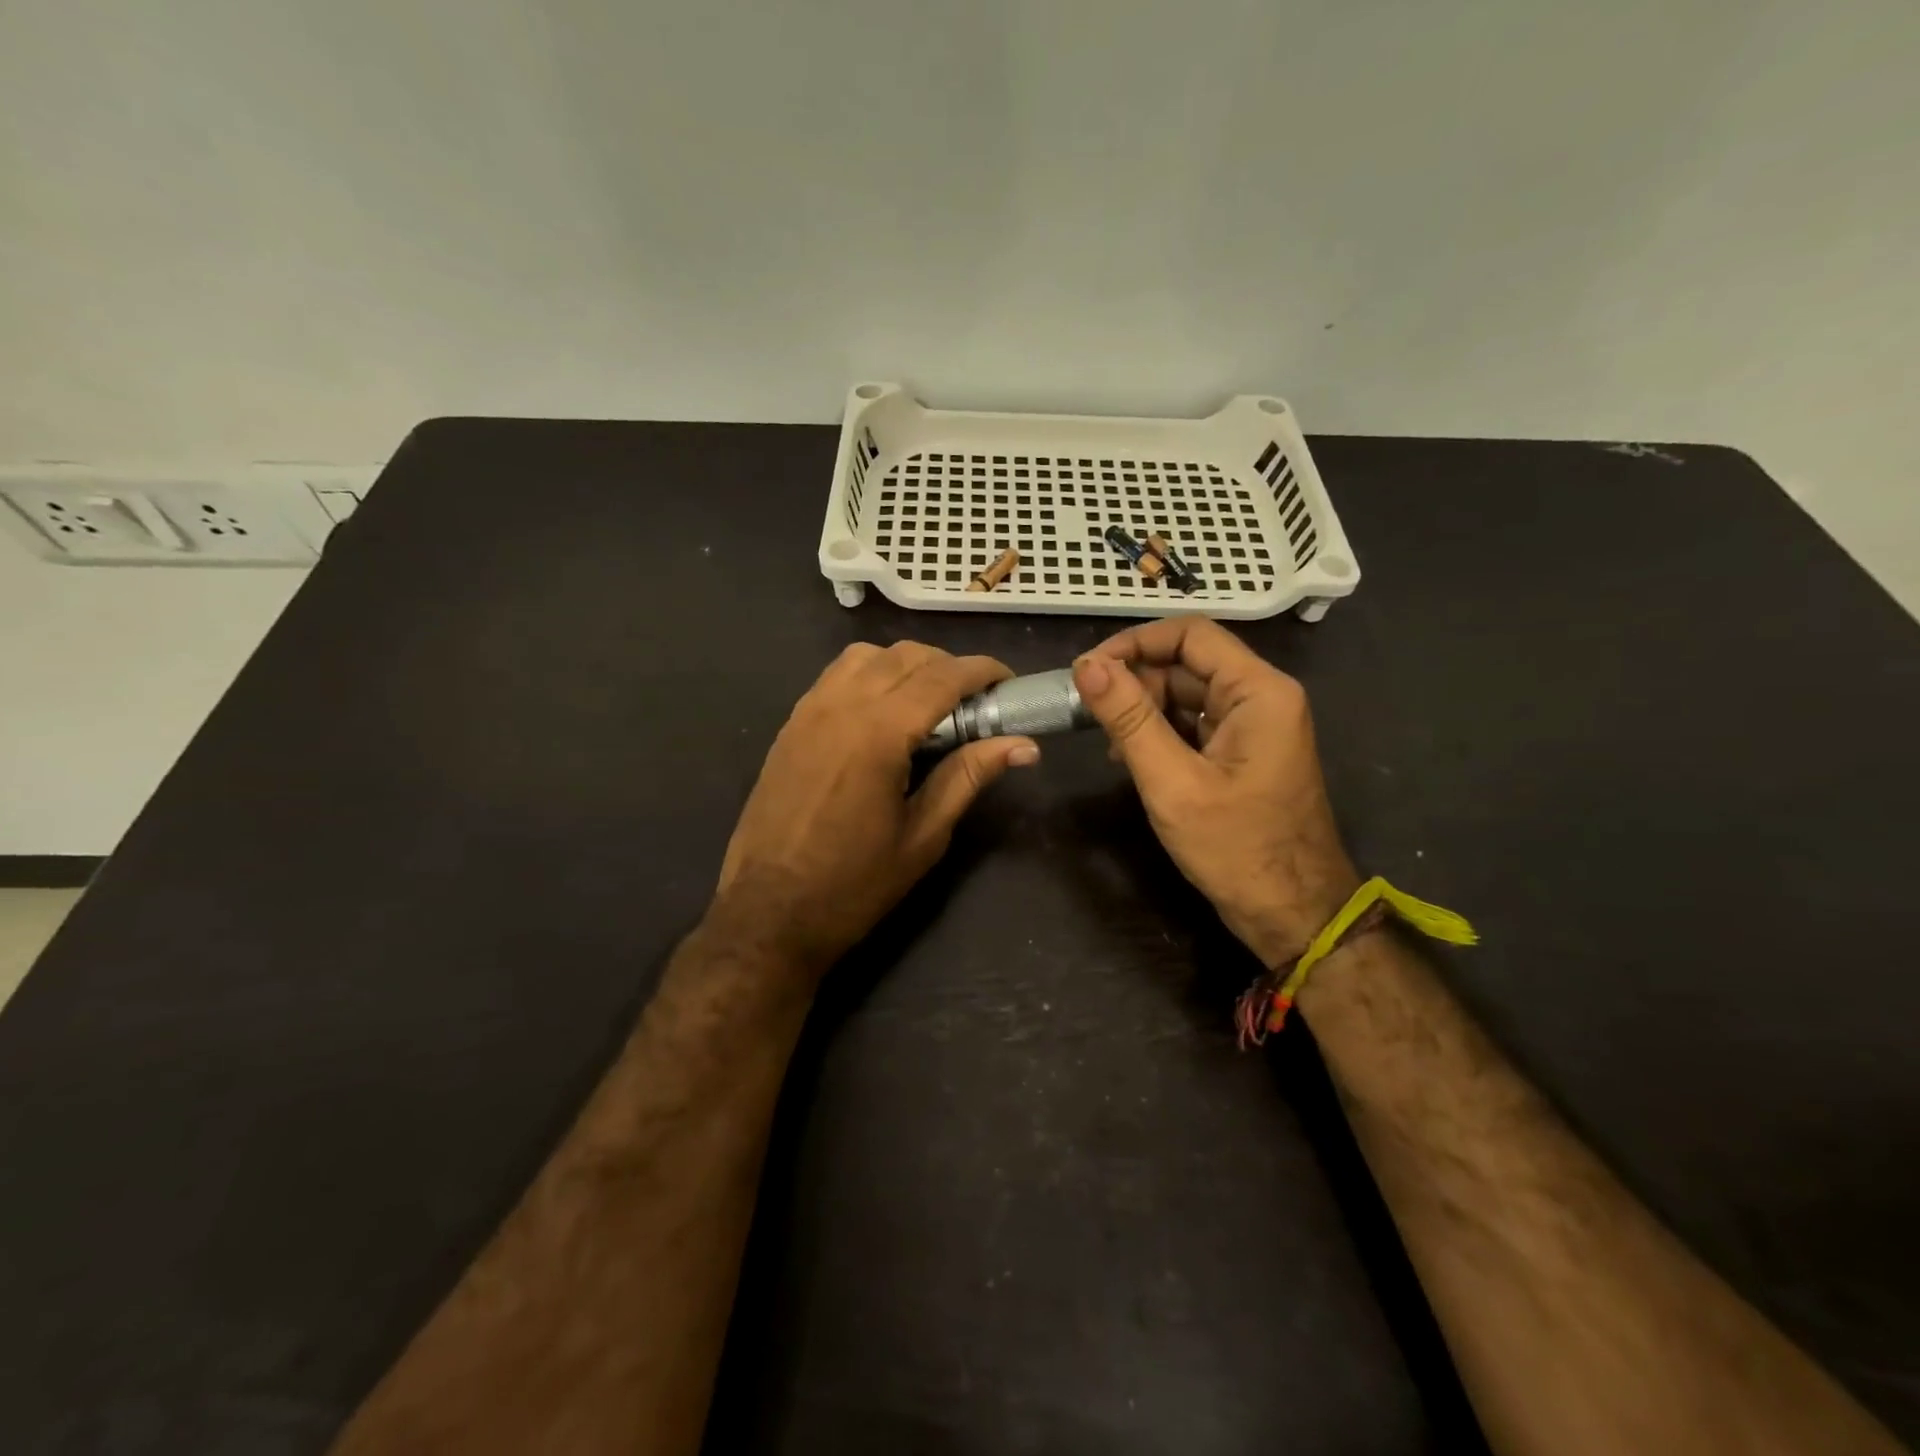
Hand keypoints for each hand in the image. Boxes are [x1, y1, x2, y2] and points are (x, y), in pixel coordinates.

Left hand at [713, 642, 1038, 975]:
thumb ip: (969, 777)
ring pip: (867, 655)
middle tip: (976, 702)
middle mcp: (841, 706)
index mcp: (879, 733)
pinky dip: (870, 673)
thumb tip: (1024, 745)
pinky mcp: (790, 725)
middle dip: (949, 666)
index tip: (1010, 682)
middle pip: (906, 655)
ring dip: (906, 664)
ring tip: (929, 701)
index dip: (983, 671)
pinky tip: (883, 710)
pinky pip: (836, 675)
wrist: (768, 912)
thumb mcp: (923, 836)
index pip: (942, 677)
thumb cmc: (853, 884)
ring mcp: (809, 711)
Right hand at [1073, 619, 1358, 967]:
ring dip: (1142, 710)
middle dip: (1135, 682)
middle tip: (1090, 714)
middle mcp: (1261, 696)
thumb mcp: (1172, 781)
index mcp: (1258, 691)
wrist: (1292, 913)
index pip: (1189, 634)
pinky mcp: (1242, 751)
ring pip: (1186, 693)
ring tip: (1108, 742)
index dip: (1134, 643)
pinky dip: (1159, 732)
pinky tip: (1130, 757)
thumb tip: (1087, 666)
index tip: (1089, 670)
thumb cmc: (1236, 848)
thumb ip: (1129, 719)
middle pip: (1186, 663)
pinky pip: (1194, 723)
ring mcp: (1253, 725)